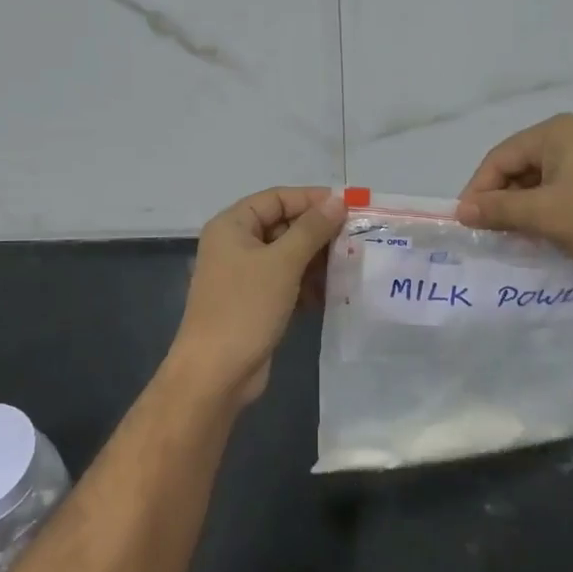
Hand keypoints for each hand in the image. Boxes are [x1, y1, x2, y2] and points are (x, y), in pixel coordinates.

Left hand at [165, 186, 345, 406]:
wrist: (216, 373)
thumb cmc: (246, 307)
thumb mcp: (283, 263)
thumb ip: (312, 229)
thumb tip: (338, 201)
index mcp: (232, 225)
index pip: (277, 198)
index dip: (312, 199)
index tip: (349, 207)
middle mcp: (235, 244)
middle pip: (283, 225)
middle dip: (318, 233)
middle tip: (356, 239)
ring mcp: (244, 275)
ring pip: (287, 255)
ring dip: (317, 260)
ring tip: (350, 266)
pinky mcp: (255, 302)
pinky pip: (286, 281)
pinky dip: (307, 284)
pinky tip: (333, 293)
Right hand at [455, 114, 572, 277]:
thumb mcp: (544, 215)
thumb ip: (499, 210)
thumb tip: (461, 211)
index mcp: (554, 133)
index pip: (498, 158)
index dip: (478, 191)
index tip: (467, 224)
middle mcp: (571, 136)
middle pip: (518, 167)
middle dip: (501, 200)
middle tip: (490, 233)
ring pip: (540, 181)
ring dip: (523, 208)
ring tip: (516, 237)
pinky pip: (561, 190)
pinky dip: (547, 210)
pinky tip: (546, 234)